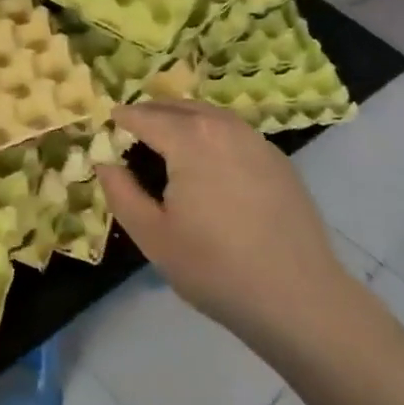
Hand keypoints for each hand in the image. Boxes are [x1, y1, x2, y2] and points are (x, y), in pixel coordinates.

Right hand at [95, 100, 355, 352]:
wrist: (298, 297)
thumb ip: (121, 192)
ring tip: (166, 142)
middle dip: (151, 113)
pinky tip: (208, 164)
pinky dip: (211, 134)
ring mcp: (257, 140)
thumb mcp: (152, 235)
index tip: (106, 127)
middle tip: (131, 131)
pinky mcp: (278, 160)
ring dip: (182, 120)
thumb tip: (105, 162)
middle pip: (178, 107)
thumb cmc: (214, 267)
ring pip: (209, 115)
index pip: (144, 116)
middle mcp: (224, 126)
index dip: (121, 120)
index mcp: (190, 138)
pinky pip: (234, 133)